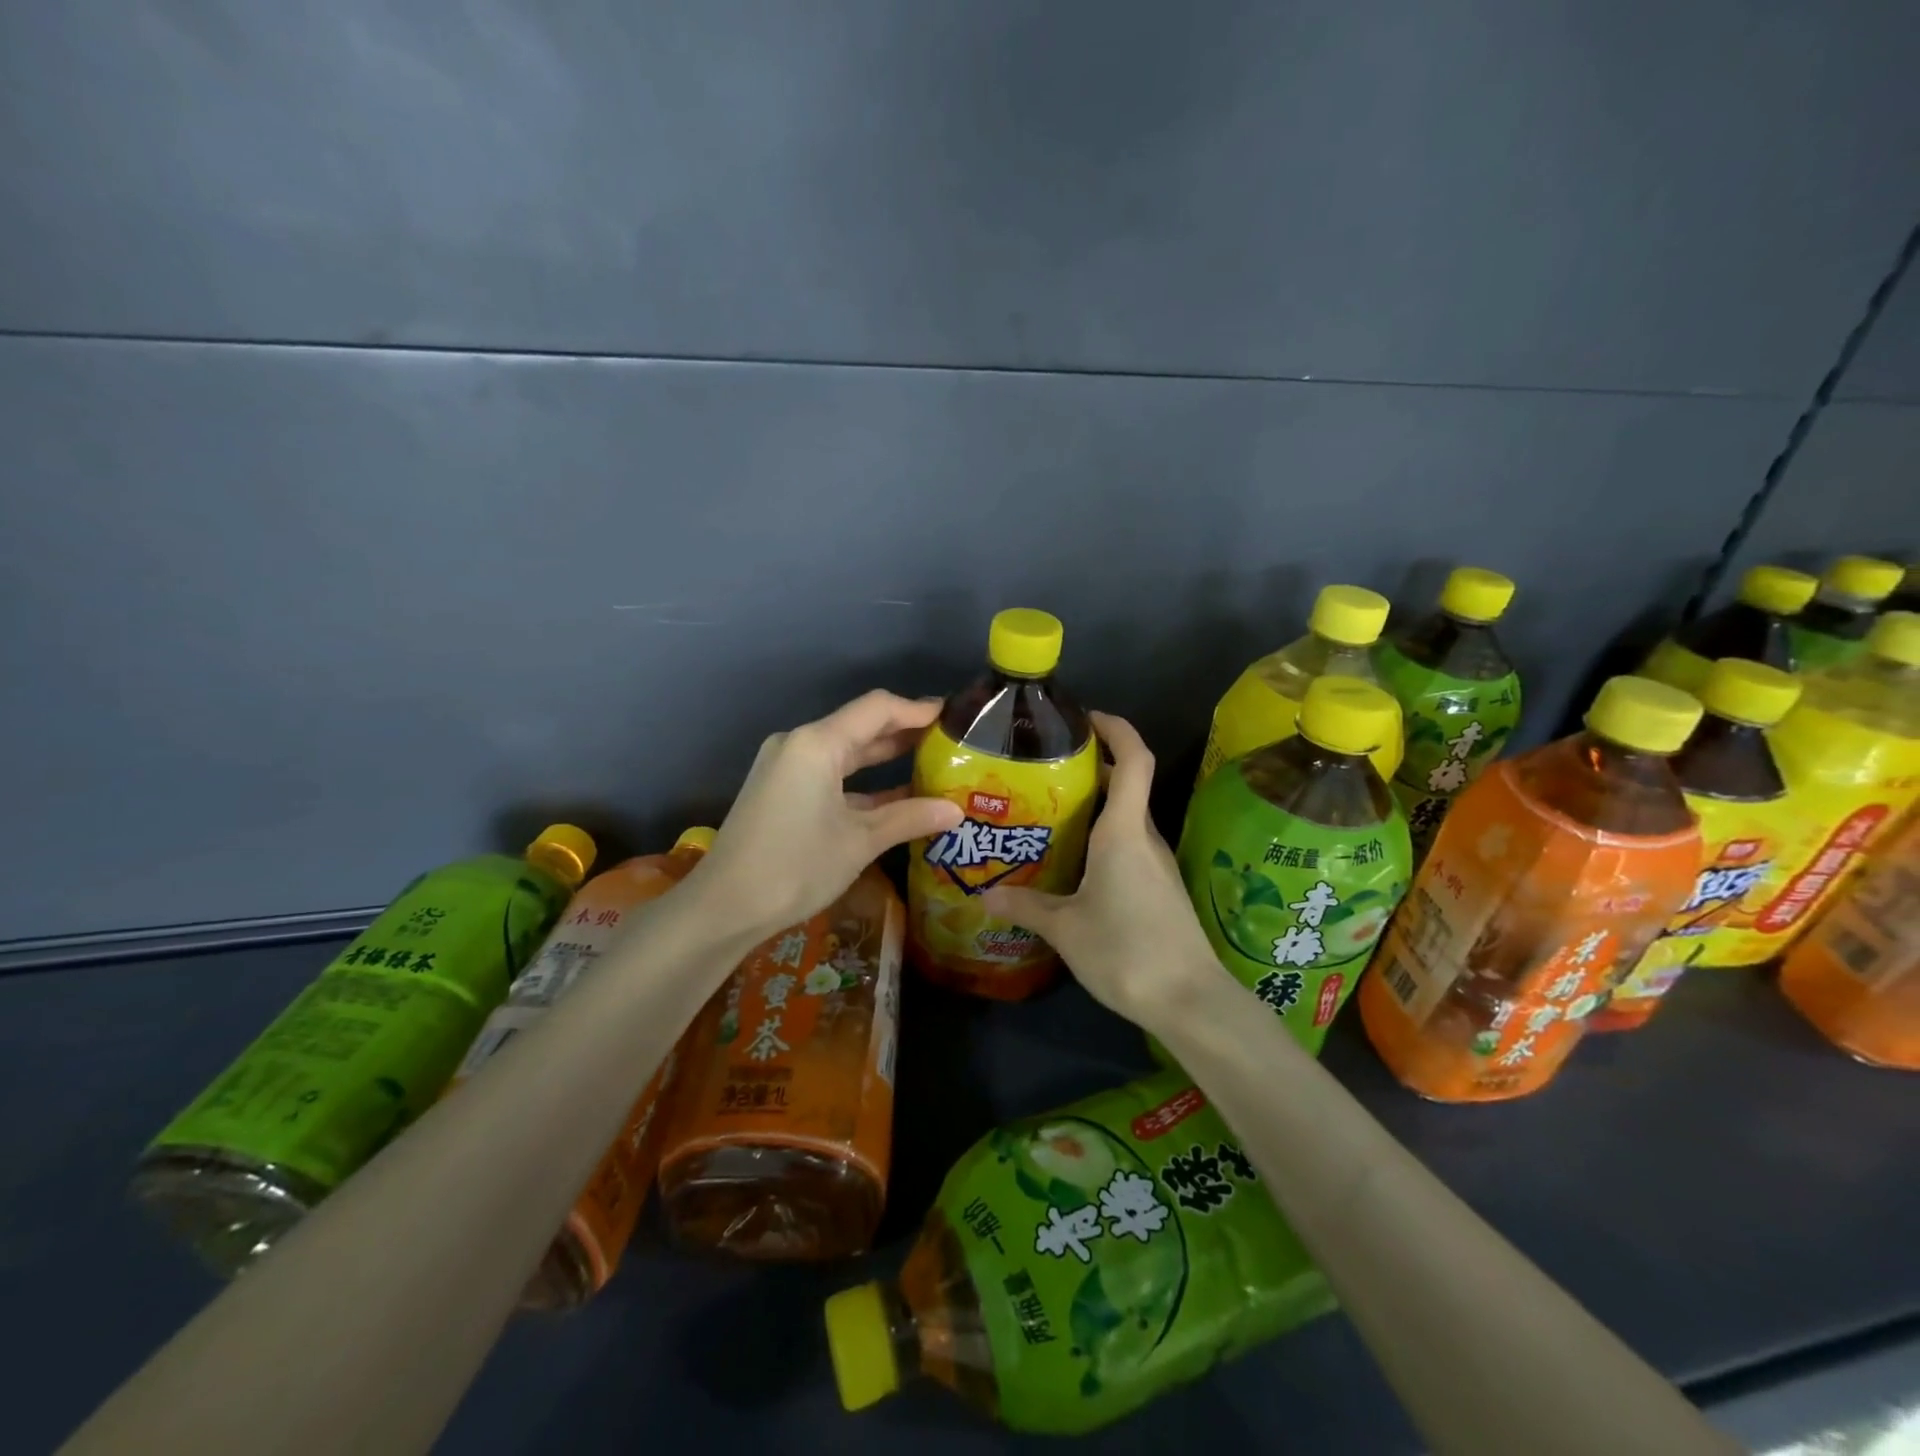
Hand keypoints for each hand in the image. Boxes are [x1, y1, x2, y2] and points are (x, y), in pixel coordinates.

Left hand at [691, 690, 962, 939]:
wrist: (724, 907)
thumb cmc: (796, 866)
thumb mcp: (860, 842)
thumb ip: (909, 818)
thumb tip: (956, 811)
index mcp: (817, 743)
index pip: (878, 709)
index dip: (918, 709)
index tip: (955, 717)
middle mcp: (799, 744)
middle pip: (861, 726)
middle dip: (905, 732)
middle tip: (950, 740)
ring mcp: (787, 767)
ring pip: (846, 752)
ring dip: (885, 758)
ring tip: (932, 763)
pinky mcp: (781, 790)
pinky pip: (830, 774)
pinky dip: (862, 782)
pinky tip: (896, 797)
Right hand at [984, 711, 1221, 1029]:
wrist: (1189, 1001)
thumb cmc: (1125, 950)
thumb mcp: (1065, 928)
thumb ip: (1026, 905)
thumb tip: (986, 894)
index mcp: (1124, 832)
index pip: (1135, 759)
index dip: (1116, 728)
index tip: (1086, 718)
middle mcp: (1145, 838)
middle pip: (1127, 785)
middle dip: (1092, 768)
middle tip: (1044, 771)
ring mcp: (1156, 864)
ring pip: (1126, 818)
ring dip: (1096, 806)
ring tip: (1049, 813)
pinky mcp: (1159, 888)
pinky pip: (1129, 846)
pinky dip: (1103, 838)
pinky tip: (1073, 862)